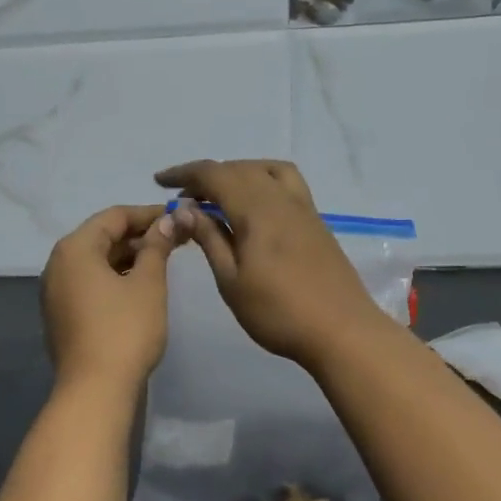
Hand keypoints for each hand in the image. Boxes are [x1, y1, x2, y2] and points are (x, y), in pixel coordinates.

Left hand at [40, 205, 183, 390]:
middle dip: (139, 236)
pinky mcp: (61, 313)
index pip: (114, 216)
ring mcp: (56, 290)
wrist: (94, 390)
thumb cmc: (124, 330)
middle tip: (176, 239)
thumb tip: (169, 221)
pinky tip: (139, 285)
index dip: (149, 214)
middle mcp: (58, 263)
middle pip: (102, 236)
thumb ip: (157, 247)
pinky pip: (89, 282)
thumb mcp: (148, 284)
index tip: (179, 217)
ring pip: (95, 261)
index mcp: (75, 248)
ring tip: (162, 261)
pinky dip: (114, 277)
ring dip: (128, 257)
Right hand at [155, 159, 394, 368]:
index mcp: (256, 210)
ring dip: (236, 172)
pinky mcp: (316, 221)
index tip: (159, 182)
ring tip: (218, 193)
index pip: (214, 175)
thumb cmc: (278, 312)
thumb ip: (209, 238)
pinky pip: (285, 182)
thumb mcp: (231, 280)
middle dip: (206, 175)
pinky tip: (254, 205)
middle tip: (182, 196)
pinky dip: (261, 179)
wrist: (342, 331)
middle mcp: (280, 198)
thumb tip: (184, 209)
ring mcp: (303, 208)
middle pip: (238, 168)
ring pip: (265, 170)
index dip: (184, 174)